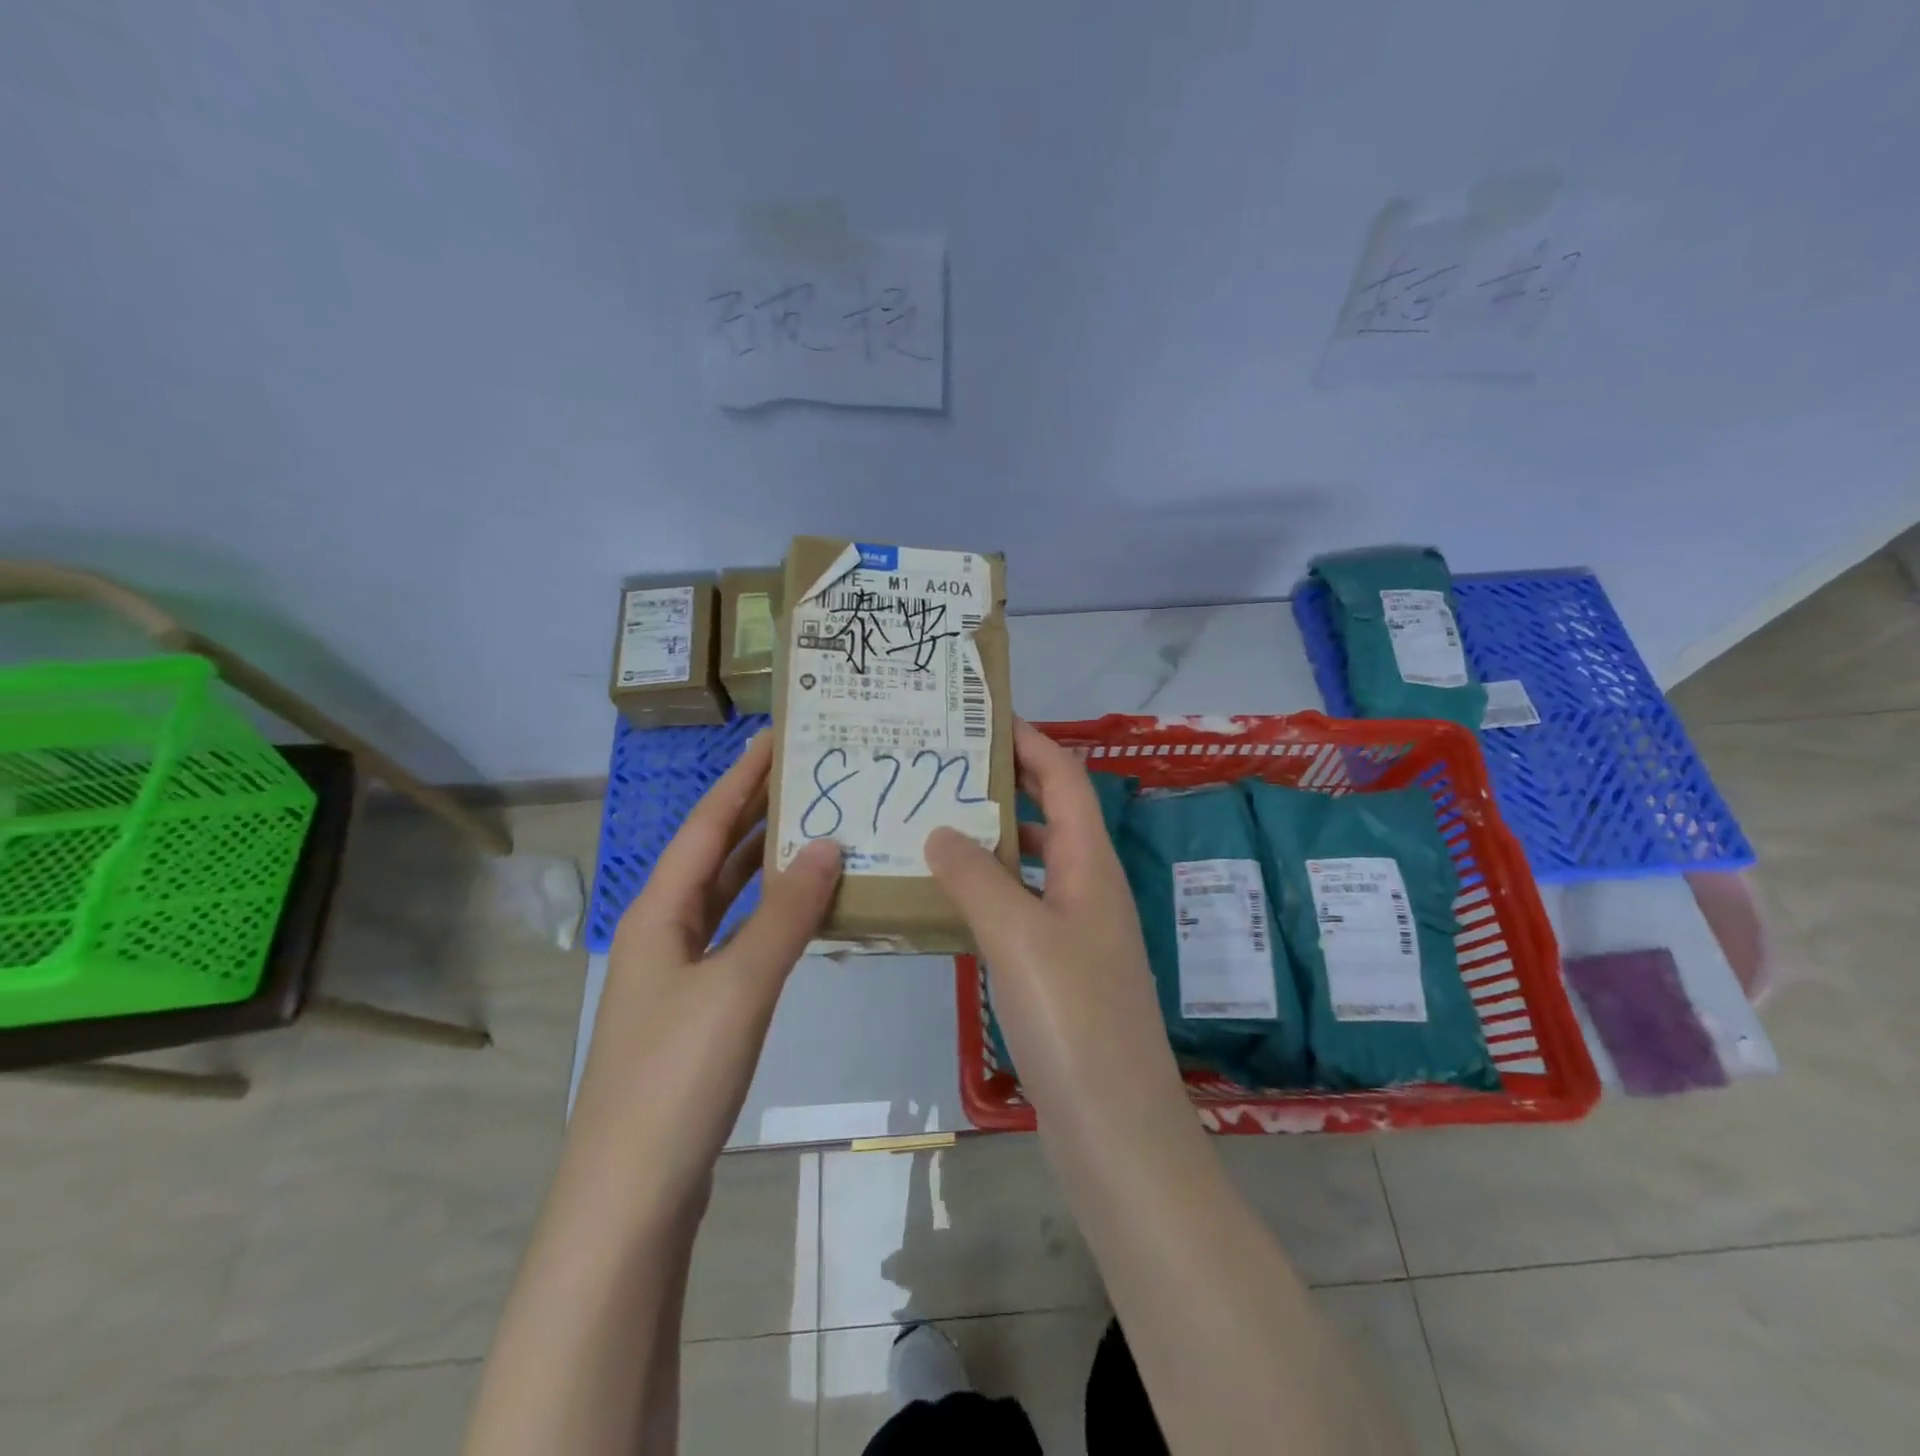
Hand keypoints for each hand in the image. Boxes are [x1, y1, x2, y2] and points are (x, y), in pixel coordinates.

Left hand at [570, 732, 842, 1202]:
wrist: (631, 1195)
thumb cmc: (677, 1076)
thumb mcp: (739, 985)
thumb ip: (787, 913)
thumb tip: (828, 843)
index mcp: (659, 912)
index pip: (708, 824)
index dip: (743, 777)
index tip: (778, 735)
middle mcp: (664, 931)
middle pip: (715, 854)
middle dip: (757, 810)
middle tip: (809, 773)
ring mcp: (679, 973)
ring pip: (728, 897)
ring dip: (767, 862)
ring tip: (817, 827)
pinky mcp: (698, 1009)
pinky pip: (740, 936)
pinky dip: (771, 913)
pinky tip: (804, 910)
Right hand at [924, 720, 1193, 1143]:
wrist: (1115, 1130)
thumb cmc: (1073, 1019)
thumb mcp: (1018, 935)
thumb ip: (976, 876)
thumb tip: (941, 829)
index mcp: (1091, 864)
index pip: (1064, 778)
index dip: (1029, 741)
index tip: (981, 718)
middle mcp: (1088, 888)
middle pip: (1047, 814)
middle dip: (1002, 784)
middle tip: (940, 768)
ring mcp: (1075, 933)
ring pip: (1030, 864)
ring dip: (988, 841)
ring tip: (928, 823)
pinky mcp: (1058, 972)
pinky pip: (1019, 910)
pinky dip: (985, 893)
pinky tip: (943, 901)